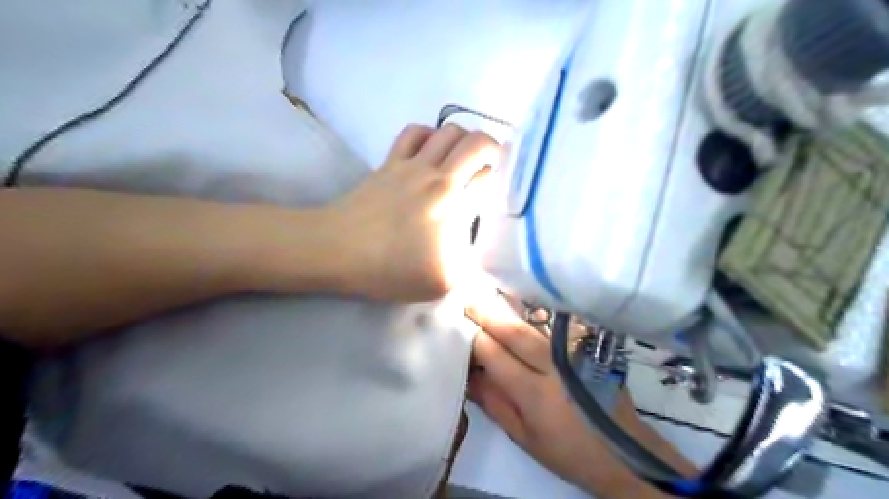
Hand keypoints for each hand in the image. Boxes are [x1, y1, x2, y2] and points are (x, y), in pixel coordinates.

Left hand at [333, 124, 498, 300]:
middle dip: (492, 151)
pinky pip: (414, 132)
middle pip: (475, 140)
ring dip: (463, 142)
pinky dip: (430, 135)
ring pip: (447, 130)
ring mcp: (410, 164)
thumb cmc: (390, 268)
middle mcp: (437, 174)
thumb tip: (486, 251)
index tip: (502, 191)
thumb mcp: (443, 282)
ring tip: (462, 163)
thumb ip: (474, 267)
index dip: (503, 179)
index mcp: (454, 202)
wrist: (337, 251)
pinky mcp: (389, 162)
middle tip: (490, 172)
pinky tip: (430, 154)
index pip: (491, 173)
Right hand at [461, 297, 681, 496]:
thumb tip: (469, 374)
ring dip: (509, 306)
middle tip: (467, 300)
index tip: (457, 327)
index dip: (474, 338)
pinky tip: (520, 304)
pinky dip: (534, 311)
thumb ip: (494, 403)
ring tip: (488, 295)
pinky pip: (555, 323)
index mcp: (535, 393)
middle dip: (487, 313)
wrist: (624, 451)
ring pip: (536, 321)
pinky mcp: (588, 346)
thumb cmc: (568, 450)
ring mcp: (574, 352)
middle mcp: (555, 366)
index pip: (495, 354)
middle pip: (514, 330)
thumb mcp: (524, 437)